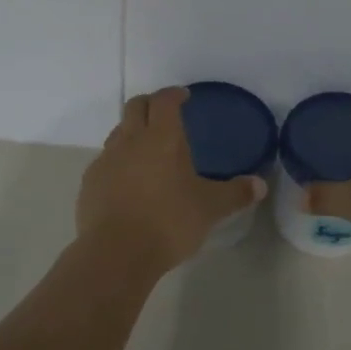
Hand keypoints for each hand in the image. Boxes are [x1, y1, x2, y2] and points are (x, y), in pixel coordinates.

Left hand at [77, 87, 265, 271]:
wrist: (116, 254)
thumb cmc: (169, 222)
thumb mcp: (210, 209)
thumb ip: (235, 194)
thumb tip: (260, 185)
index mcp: (162, 138)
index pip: (165, 101)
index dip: (174, 95)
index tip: (183, 97)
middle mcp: (131, 140)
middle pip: (135, 106)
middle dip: (150, 104)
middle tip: (164, 114)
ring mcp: (107, 160)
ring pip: (118, 132)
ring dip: (132, 132)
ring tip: (147, 149)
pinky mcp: (90, 182)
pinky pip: (105, 161)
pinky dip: (118, 161)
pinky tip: (128, 181)